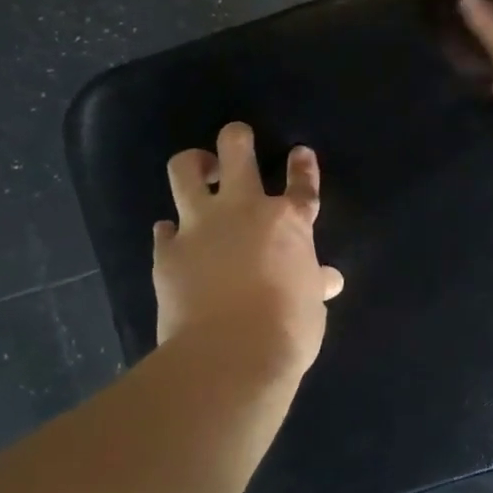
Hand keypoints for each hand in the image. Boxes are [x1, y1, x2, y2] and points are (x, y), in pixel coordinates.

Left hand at [152, 123, 344, 373]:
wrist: (230, 354)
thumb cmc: (287, 329)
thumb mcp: (312, 306)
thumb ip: (314, 284)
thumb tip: (328, 281)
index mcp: (289, 223)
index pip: (301, 184)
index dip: (302, 165)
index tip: (299, 151)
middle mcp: (244, 211)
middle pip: (236, 151)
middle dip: (237, 138)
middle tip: (237, 141)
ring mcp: (200, 227)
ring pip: (185, 170)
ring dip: (193, 164)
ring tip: (199, 171)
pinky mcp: (166, 251)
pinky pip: (164, 229)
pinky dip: (171, 231)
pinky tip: (175, 239)